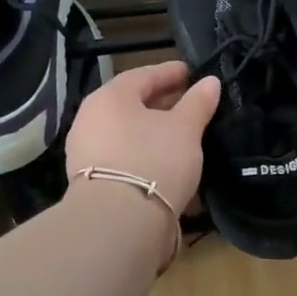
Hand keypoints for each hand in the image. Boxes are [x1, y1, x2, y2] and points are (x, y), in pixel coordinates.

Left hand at [65, 60, 220, 210]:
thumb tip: (210, 82)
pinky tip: (167, 165)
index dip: (170, 72)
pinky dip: (146, 156)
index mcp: (110, 97)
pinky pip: (124, 159)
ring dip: (154, 133)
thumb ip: (198, 102)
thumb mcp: (185, 128)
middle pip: (132, 104)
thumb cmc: (153, 160)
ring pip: (128, 134)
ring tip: (183, 137)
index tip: (191, 72)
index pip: (143, 75)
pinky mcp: (90, 182)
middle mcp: (91, 119)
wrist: (118, 223)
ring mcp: (86, 152)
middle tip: (190, 103)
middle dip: (163, 103)